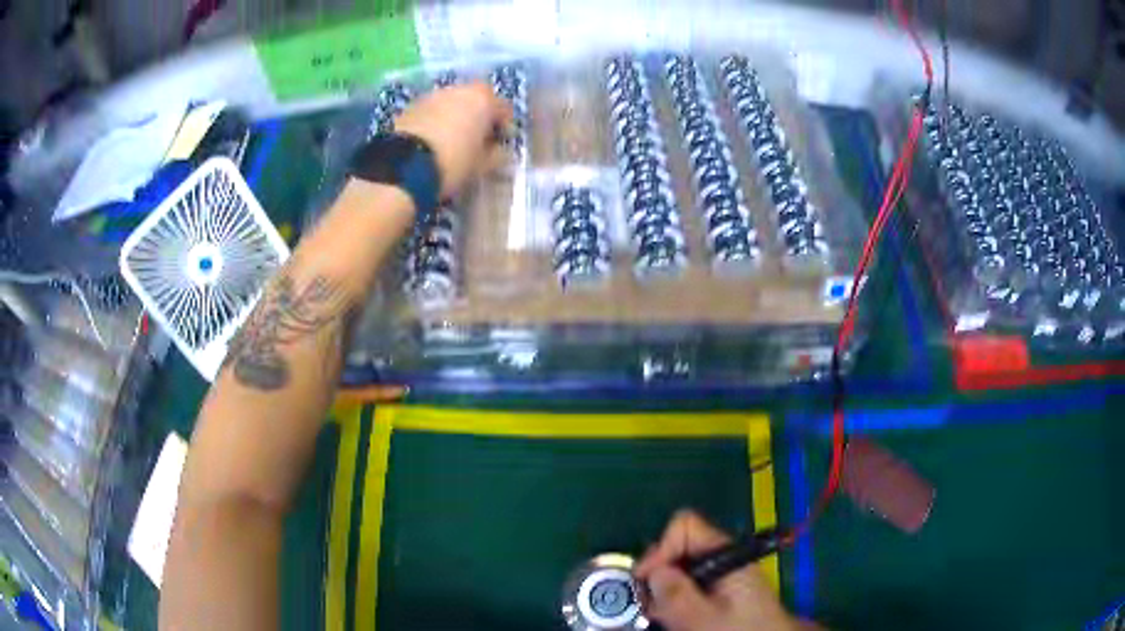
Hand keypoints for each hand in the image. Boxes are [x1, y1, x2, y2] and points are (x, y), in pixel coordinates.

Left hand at [393, 81, 512, 198]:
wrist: (404, 167)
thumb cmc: (453, 162)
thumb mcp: (482, 165)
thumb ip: (497, 155)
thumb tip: (500, 151)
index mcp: (482, 98)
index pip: (503, 108)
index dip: (505, 126)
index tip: (502, 143)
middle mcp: (458, 89)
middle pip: (475, 100)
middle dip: (478, 117)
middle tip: (477, 139)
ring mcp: (432, 96)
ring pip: (451, 104)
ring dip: (455, 118)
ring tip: (453, 141)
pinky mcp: (410, 107)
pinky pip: (431, 112)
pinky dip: (435, 122)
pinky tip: (433, 142)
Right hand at [635, 511, 815, 630]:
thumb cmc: (739, 630)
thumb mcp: (703, 616)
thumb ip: (675, 593)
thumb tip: (650, 572)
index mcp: (724, 553)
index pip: (684, 525)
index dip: (661, 548)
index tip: (647, 580)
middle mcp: (721, 557)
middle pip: (677, 547)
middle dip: (658, 573)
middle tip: (649, 603)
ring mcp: (720, 573)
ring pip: (679, 568)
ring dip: (663, 590)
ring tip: (659, 614)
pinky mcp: (719, 590)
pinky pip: (687, 584)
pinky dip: (674, 599)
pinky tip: (673, 618)